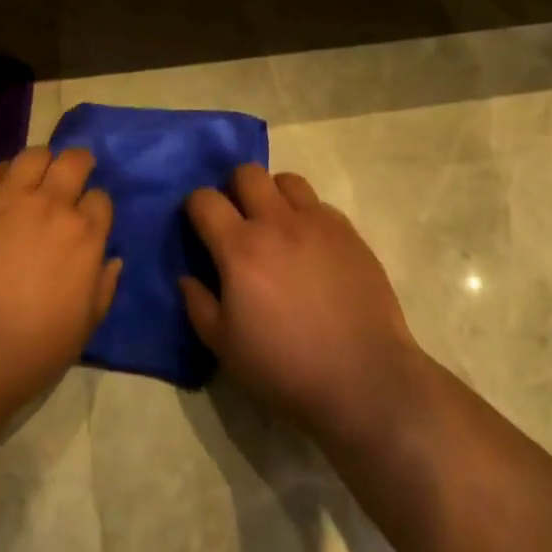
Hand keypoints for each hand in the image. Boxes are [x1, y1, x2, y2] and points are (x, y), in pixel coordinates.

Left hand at [0, 147, 121, 404]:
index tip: (88, 220)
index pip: (100, 198)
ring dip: (39, 164)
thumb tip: (112, 260)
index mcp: (84, 234)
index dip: (95, 207)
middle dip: (78, 165)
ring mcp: (6, 199)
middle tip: (69, 179)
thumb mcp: (84, 327)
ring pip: (32, 155)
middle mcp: (50, 205)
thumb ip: (103, 288)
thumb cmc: (31, 351)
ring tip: (33, 180)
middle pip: (73, 161)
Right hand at [181, 165, 422, 441]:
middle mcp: (278, 222)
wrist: (363, 379)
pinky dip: (307, 216)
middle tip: (237, 220)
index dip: (194, 206)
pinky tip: (311, 248)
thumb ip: (199, 305)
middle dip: (234, 188)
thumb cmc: (285, 368)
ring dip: (274, 195)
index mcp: (241, 248)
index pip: (205, 199)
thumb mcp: (225, 348)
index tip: (198, 226)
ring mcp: (319, 223)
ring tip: (276, 227)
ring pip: (288, 181)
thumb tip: (188, 277)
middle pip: (248, 173)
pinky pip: (321, 206)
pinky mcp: (350, 233)